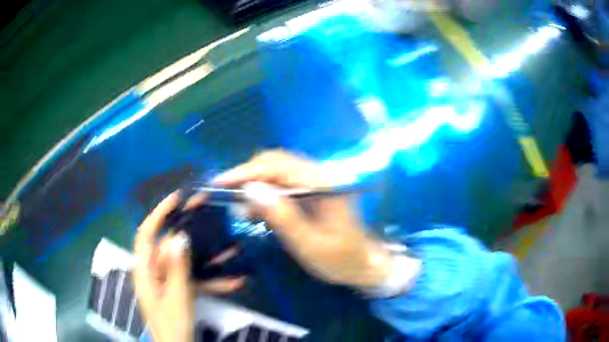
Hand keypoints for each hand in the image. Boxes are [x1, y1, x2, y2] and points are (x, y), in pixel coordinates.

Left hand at [133, 192, 244, 341]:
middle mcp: (153, 272)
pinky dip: (211, 280)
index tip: (177, 199)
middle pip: (169, 245)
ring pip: (186, 263)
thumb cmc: (172, 325)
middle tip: (207, 211)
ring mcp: (167, 281)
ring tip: (232, 250)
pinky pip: (194, 280)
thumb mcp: (176, 297)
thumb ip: (177, 268)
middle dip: (190, 231)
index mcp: (144, 271)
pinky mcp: (178, 290)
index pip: (146, 234)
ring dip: (208, 259)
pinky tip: (234, 282)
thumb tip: (180, 237)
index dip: (159, 214)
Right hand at [213, 150, 394, 287]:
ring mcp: (316, 181)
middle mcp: (320, 175)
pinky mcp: (311, 190)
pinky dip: (265, 193)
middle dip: (248, 175)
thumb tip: (250, 189)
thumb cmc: (340, 259)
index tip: (219, 182)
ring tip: (241, 209)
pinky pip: (282, 183)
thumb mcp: (309, 245)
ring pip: (276, 170)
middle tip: (226, 196)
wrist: (363, 264)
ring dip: (255, 184)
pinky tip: (256, 211)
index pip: (278, 166)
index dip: (246, 172)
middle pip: (276, 161)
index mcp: (323, 184)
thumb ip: (282, 216)